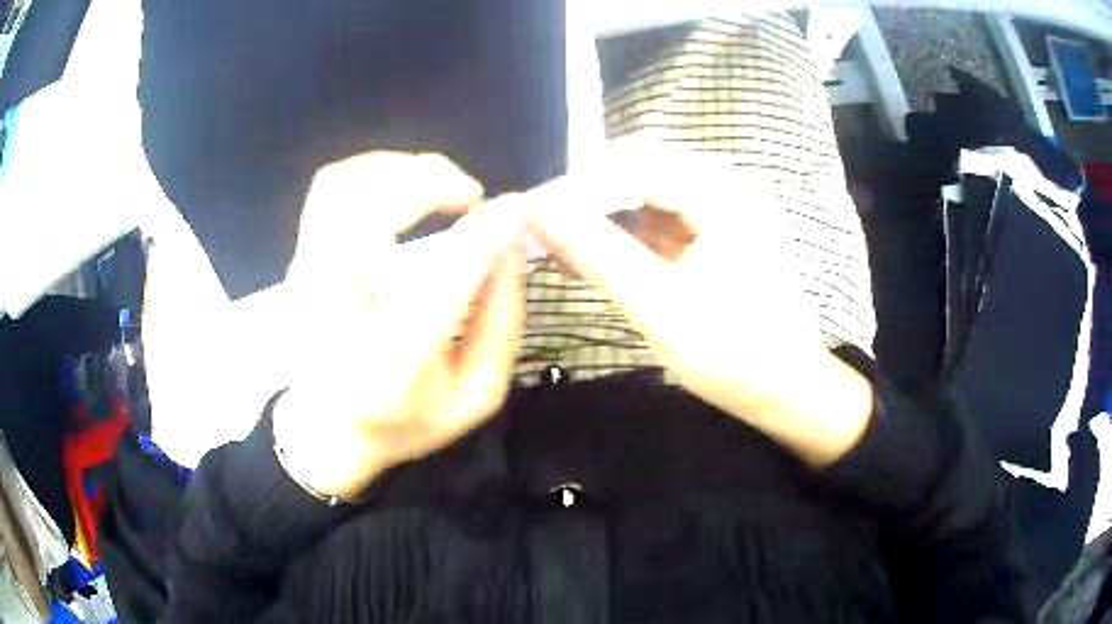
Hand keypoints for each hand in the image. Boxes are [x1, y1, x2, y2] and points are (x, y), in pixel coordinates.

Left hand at [274, 153, 525, 499]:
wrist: (329, 430)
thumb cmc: (406, 419)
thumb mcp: (476, 394)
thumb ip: (503, 321)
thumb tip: (513, 242)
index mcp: (390, 370)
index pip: (438, 286)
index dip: (482, 237)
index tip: (515, 208)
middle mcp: (335, 318)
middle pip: (368, 214)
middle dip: (430, 183)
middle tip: (472, 194)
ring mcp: (305, 284)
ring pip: (343, 187)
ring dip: (400, 169)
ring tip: (441, 184)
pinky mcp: (297, 262)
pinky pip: (329, 189)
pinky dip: (372, 170)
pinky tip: (402, 185)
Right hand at [528, 147, 873, 465]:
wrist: (787, 391)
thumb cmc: (733, 354)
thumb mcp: (659, 305)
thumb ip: (597, 251)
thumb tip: (537, 210)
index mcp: (725, 192)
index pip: (634, 164)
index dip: (578, 185)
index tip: (533, 214)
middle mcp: (729, 186)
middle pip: (641, 175)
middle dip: (589, 203)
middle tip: (542, 234)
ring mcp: (727, 210)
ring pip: (649, 199)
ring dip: (605, 222)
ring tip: (558, 249)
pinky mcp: (721, 234)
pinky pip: (664, 222)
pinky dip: (629, 239)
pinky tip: (593, 258)